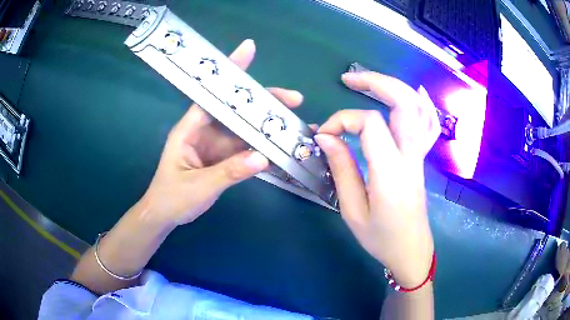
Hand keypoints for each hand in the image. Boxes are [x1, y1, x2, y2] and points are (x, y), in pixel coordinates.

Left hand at [139, 39, 303, 225]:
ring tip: (293, 123)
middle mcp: (204, 131)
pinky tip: (280, 147)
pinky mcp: (222, 158)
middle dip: (262, 101)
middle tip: (294, 99)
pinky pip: (244, 148)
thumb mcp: (199, 186)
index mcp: (189, 129)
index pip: (212, 95)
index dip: (230, 73)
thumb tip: (263, 157)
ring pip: (243, 128)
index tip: (249, 50)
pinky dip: (261, 147)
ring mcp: (214, 145)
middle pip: (235, 109)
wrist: (165, 216)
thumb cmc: (172, 198)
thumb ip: (229, 172)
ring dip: (266, 125)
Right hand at [315, 71, 439, 286]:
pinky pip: (426, 121)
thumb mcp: (353, 211)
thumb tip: (326, 137)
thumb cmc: (381, 238)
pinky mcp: (420, 158)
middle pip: (404, 102)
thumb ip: (341, 169)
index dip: (342, 120)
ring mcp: (419, 155)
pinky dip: (417, 101)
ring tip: (367, 81)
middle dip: (376, 82)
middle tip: (348, 79)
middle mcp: (410, 156)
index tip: (323, 135)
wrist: (411, 251)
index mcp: (391, 171)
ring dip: (393, 86)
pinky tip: (407, 93)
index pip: (369, 124)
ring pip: (417, 107)